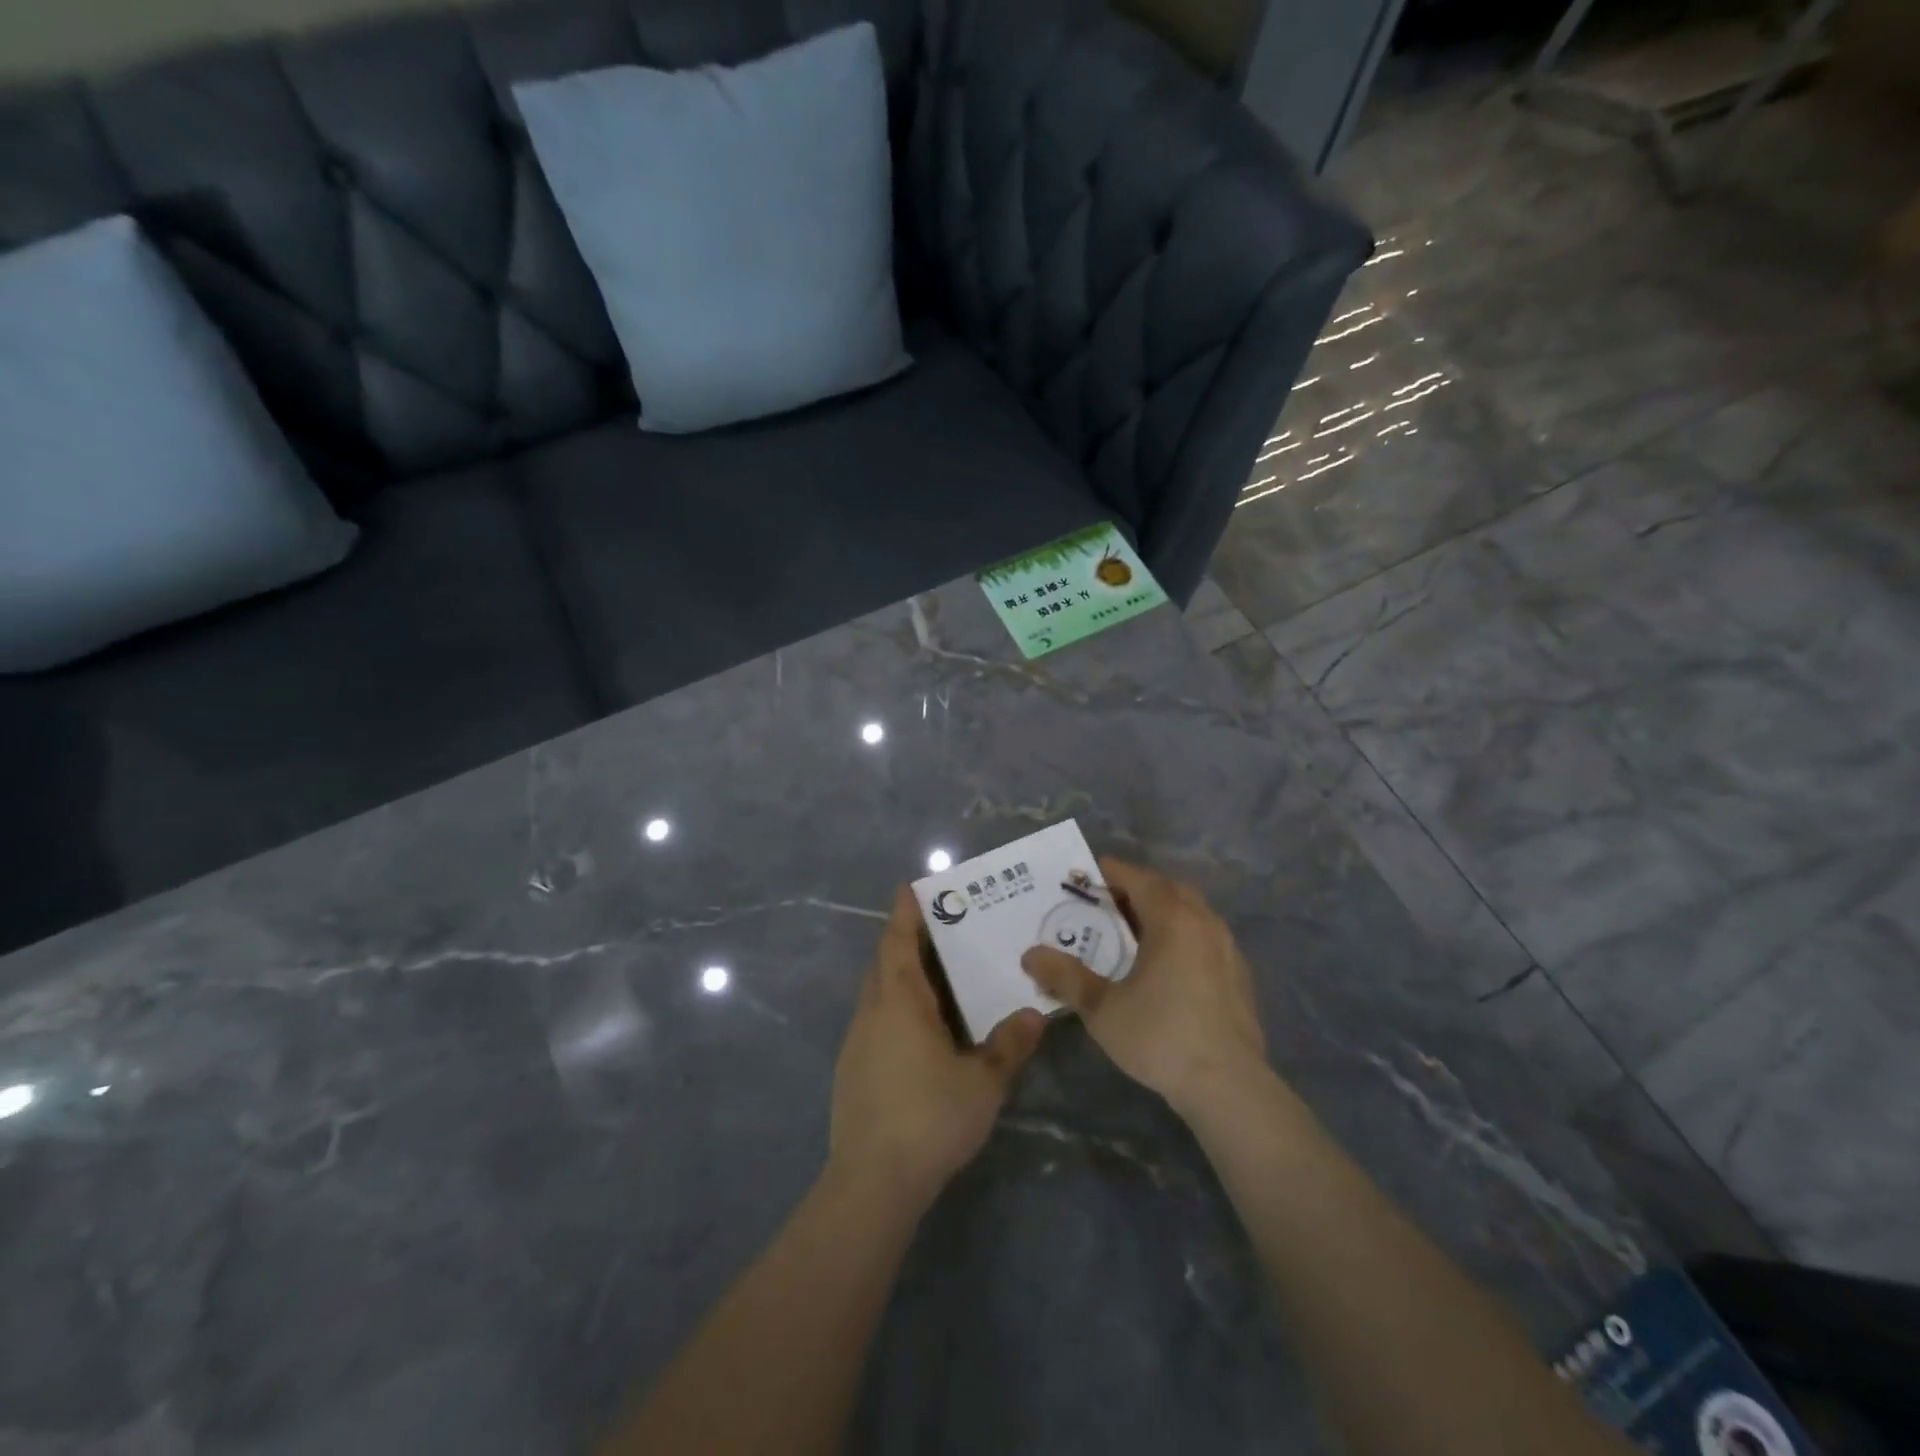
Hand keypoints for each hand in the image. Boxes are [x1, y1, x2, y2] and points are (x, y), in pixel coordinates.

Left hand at [831, 887, 1044, 1204]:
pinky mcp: (852, 1070)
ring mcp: (857, 1042)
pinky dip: (896, 1009)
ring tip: (938, 977)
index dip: (905, 912)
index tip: (912, 887)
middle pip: (885, 962)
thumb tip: (1034, 1013)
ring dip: (902, 976)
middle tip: (940, 928)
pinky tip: (921, 1033)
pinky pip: (876, 1021)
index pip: (898, 941)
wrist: (872, 1181)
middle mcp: (872, 1011)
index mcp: (899, 1001)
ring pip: (878, 993)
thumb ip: (1009, 1045)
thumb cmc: (930, 1117)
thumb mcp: (983, 1082)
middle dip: (906, 940)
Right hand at [1021, 859, 1266, 1117]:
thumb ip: (1065, 977)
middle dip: (1138, 888)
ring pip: (1193, 913)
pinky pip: (1206, 938)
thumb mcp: (1102, 1008)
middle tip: (1107, 903)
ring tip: (1135, 932)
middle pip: (1169, 889)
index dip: (1111, 872)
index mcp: (1172, 919)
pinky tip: (1168, 966)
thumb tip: (1029, 956)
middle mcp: (1204, 923)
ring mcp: (1228, 949)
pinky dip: (1184, 936)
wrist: (1229, 1086)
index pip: (1139, 878)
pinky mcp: (1240, 977)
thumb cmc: (1161, 1036)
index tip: (1086, 875)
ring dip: (1164, 912)